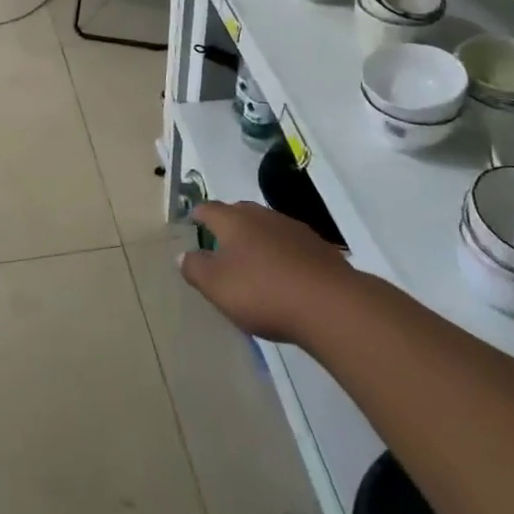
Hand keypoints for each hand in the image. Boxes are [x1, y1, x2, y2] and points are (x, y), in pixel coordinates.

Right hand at [180, 202, 354, 345]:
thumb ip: (195, 269)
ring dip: (257, 239)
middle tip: (220, 242)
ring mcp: (293, 229)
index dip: (198, 214)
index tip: (192, 220)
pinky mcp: (318, 248)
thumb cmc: (263, 292)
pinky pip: (290, 245)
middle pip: (239, 213)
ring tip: (252, 260)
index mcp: (234, 221)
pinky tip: (284, 274)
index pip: (209, 209)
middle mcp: (262, 216)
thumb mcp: (217, 286)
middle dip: (228, 224)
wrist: (330, 304)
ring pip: (267, 227)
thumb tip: (182, 255)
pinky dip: (282, 254)